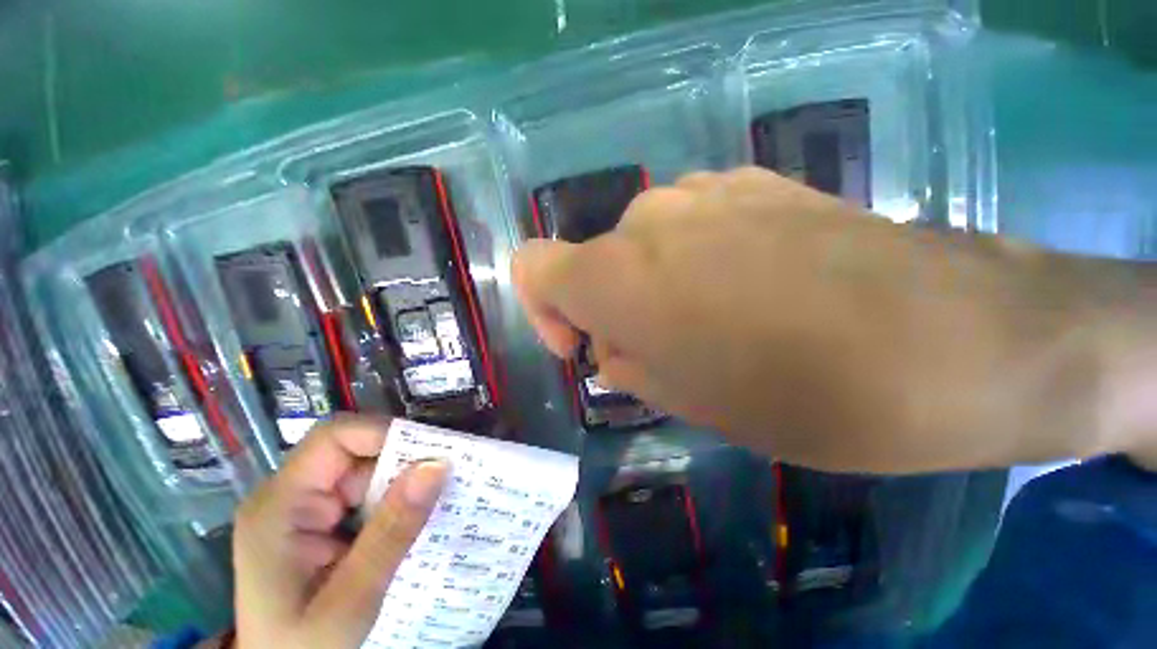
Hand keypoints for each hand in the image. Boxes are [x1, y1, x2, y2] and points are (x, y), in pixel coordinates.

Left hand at [232, 416, 447, 647]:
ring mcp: (304, 509)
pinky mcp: (320, 522)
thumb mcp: (350, 601)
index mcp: (280, 505)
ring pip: (366, 473)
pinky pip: (366, 495)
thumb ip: (391, 532)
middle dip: (403, 464)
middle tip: (445, 482)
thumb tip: (438, 464)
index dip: (385, 434)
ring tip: (437, 502)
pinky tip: (414, 522)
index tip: (432, 453)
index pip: (335, 438)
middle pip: (356, 453)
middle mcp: (290, 496)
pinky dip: (395, 502)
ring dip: (403, 485)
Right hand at [512, 167, 1155, 471]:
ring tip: (716, 327)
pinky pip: (693, 226)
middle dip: (613, 309)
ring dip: (656, 287)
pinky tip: (755, 290)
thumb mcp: (687, 400)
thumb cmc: (804, 393)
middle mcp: (647, 218)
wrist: (959, 339)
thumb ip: (628, 362)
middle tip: (664, 352)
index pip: (533, 267)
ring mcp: (707, 190)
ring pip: (644, 245)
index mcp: (618, 274)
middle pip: (595, 262)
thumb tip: (614, 345)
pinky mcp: (760, 182)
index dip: (544, 308)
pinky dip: (697, 261)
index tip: (582, 343)